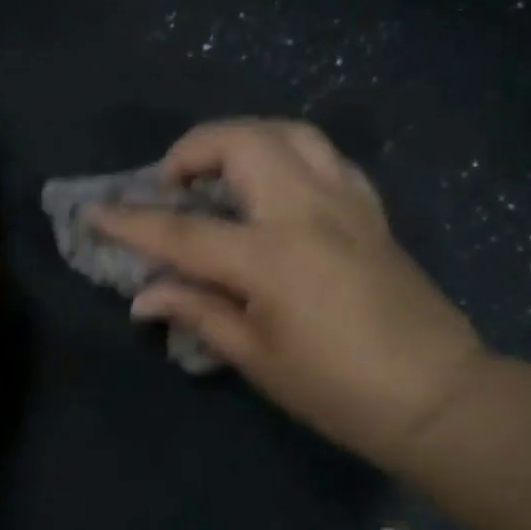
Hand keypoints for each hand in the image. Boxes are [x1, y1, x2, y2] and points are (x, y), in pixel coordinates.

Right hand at [91, 119, 488, 467]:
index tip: (94, 212)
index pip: (183, 230)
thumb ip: (199, 313)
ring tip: (219, 174)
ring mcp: (346, 203)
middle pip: (242, 142)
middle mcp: (308, 211)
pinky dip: (288, 156)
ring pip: (288, 133)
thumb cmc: (339, 390)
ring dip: (242, 140)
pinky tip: (275, 187)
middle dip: (192, 150)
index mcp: (272, 256)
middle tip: (170, 185)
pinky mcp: (371, 210)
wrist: (436, 396)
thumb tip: (143, 297)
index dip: (131, 223)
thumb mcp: (258, 358)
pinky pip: (324, 158)